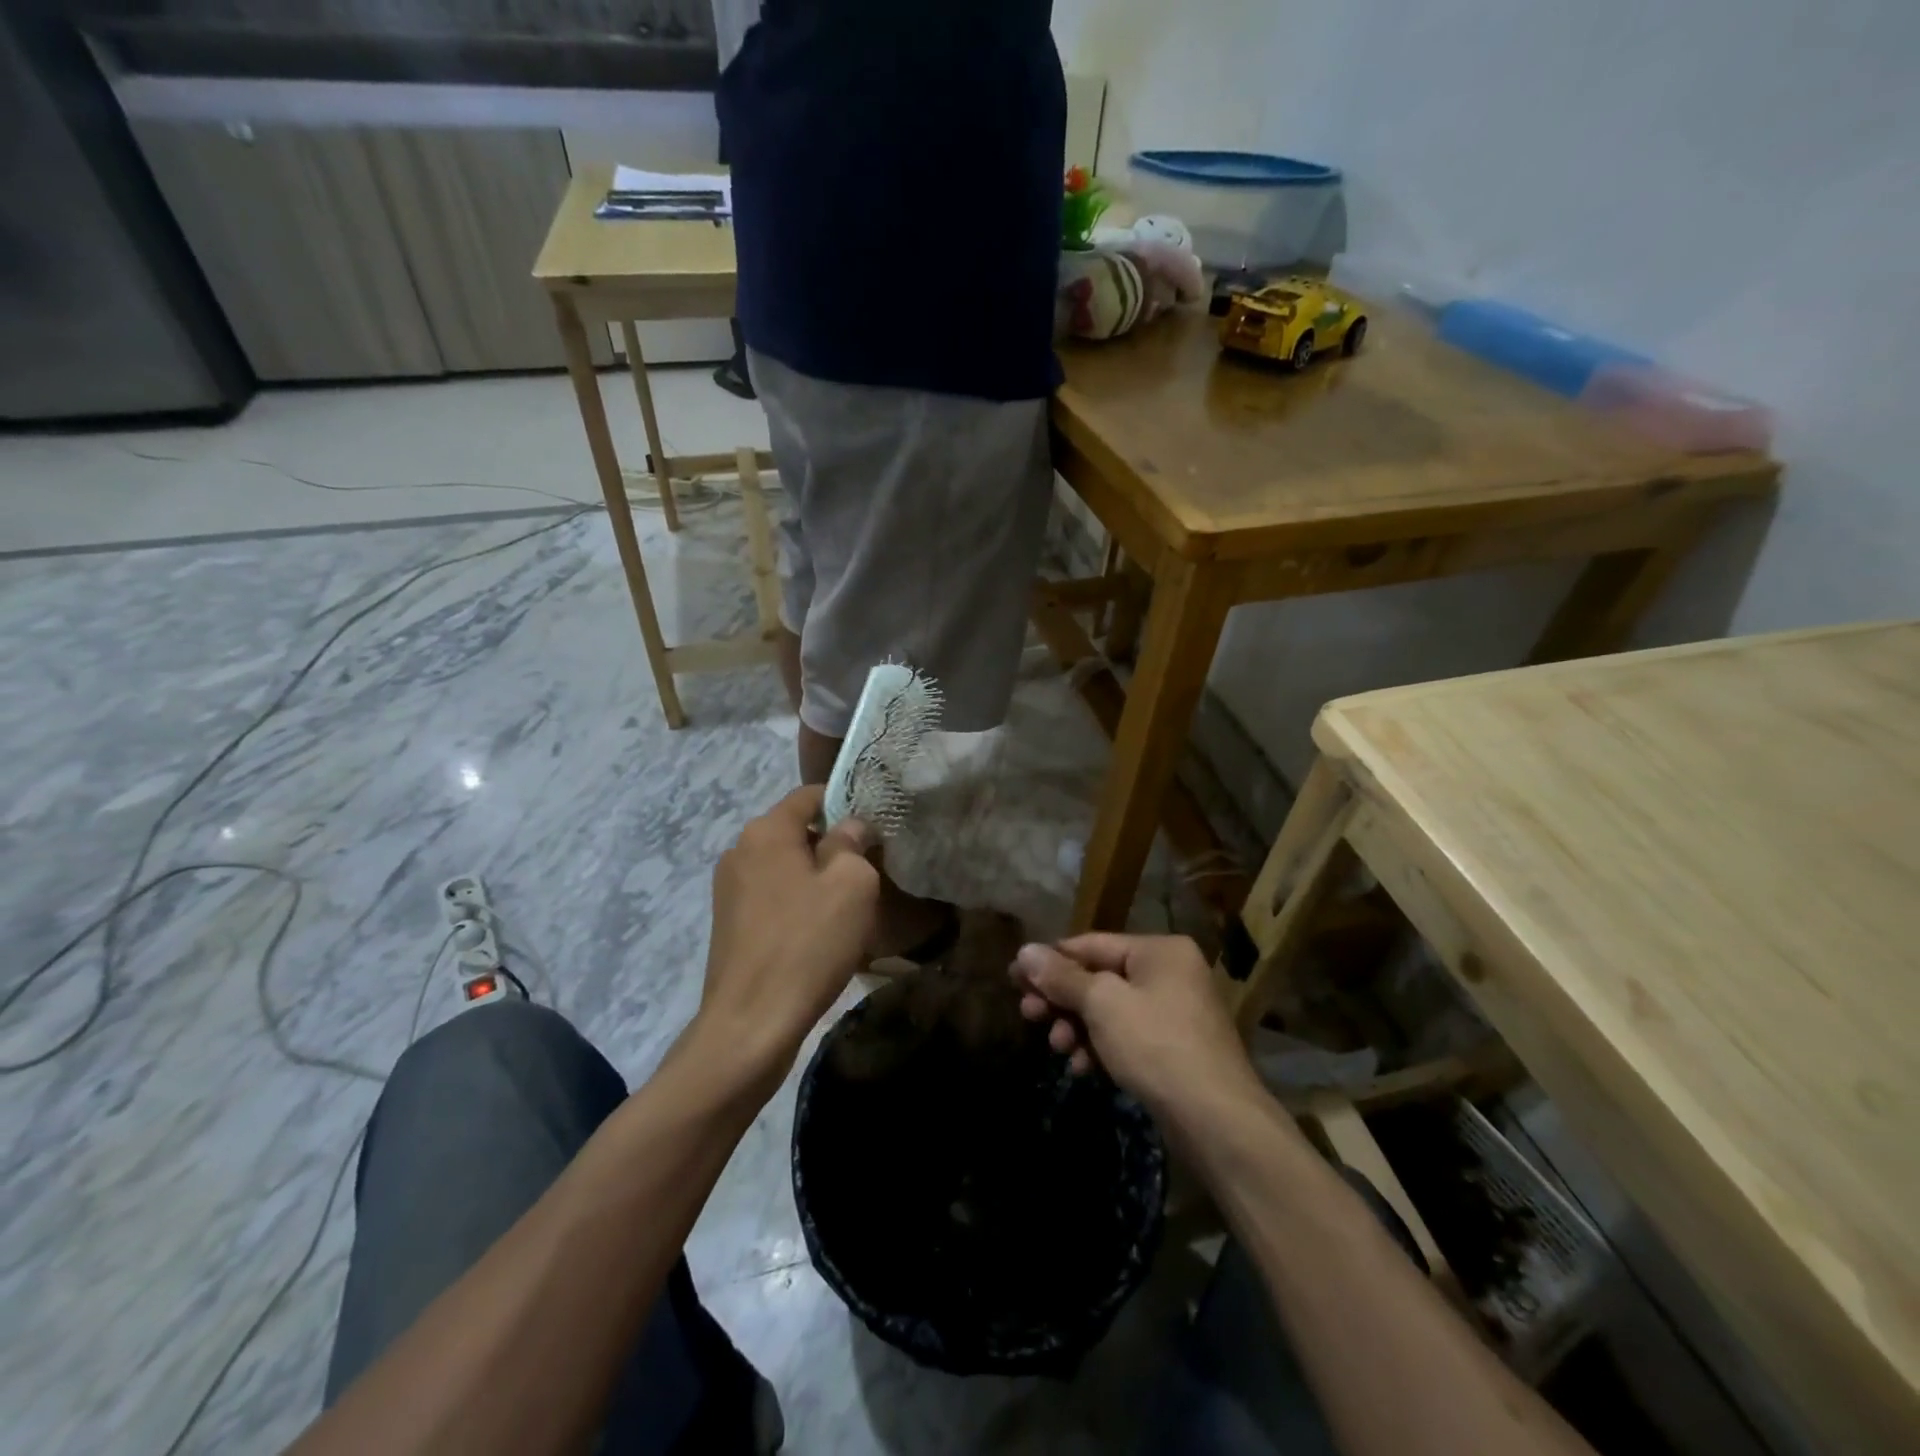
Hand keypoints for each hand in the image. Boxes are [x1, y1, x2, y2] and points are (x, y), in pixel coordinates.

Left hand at [699, 786, 879, 1085]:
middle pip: (796, 831)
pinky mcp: (729, 924)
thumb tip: (850, 827)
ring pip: (785, 867)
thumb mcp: (851, 885)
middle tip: (869, 871)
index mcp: (766, 831)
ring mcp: (729, 889)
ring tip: (847, 907)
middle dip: (833, 845)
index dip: (846, 803)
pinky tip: (819, 933)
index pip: (810, 795)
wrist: (750, 1024)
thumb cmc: (807, 944)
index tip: (875, 828)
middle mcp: (740, 850)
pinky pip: (772, 897)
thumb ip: (852, 843)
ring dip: (816, 878)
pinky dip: (797, 904)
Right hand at [1011, 933, 1263, 1123]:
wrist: (1217, 1120)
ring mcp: (1176, 1012)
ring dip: (1077, 1026)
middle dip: (1061, 999)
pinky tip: (1081, 1067)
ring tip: (1056, 1047)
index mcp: (1159, 951)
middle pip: (1100, 978)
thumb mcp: (1102, 1004)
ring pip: (1110, 1010)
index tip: (1014, 978)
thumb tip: (1024, 951)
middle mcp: (1170, 973)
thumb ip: (1061, 977)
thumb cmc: (1156, 1045)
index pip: (1091, 944)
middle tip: (1027, 1015)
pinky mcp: (1174, 1049)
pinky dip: (1101, 1046)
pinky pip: (1126, 1036)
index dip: (1050, 961)